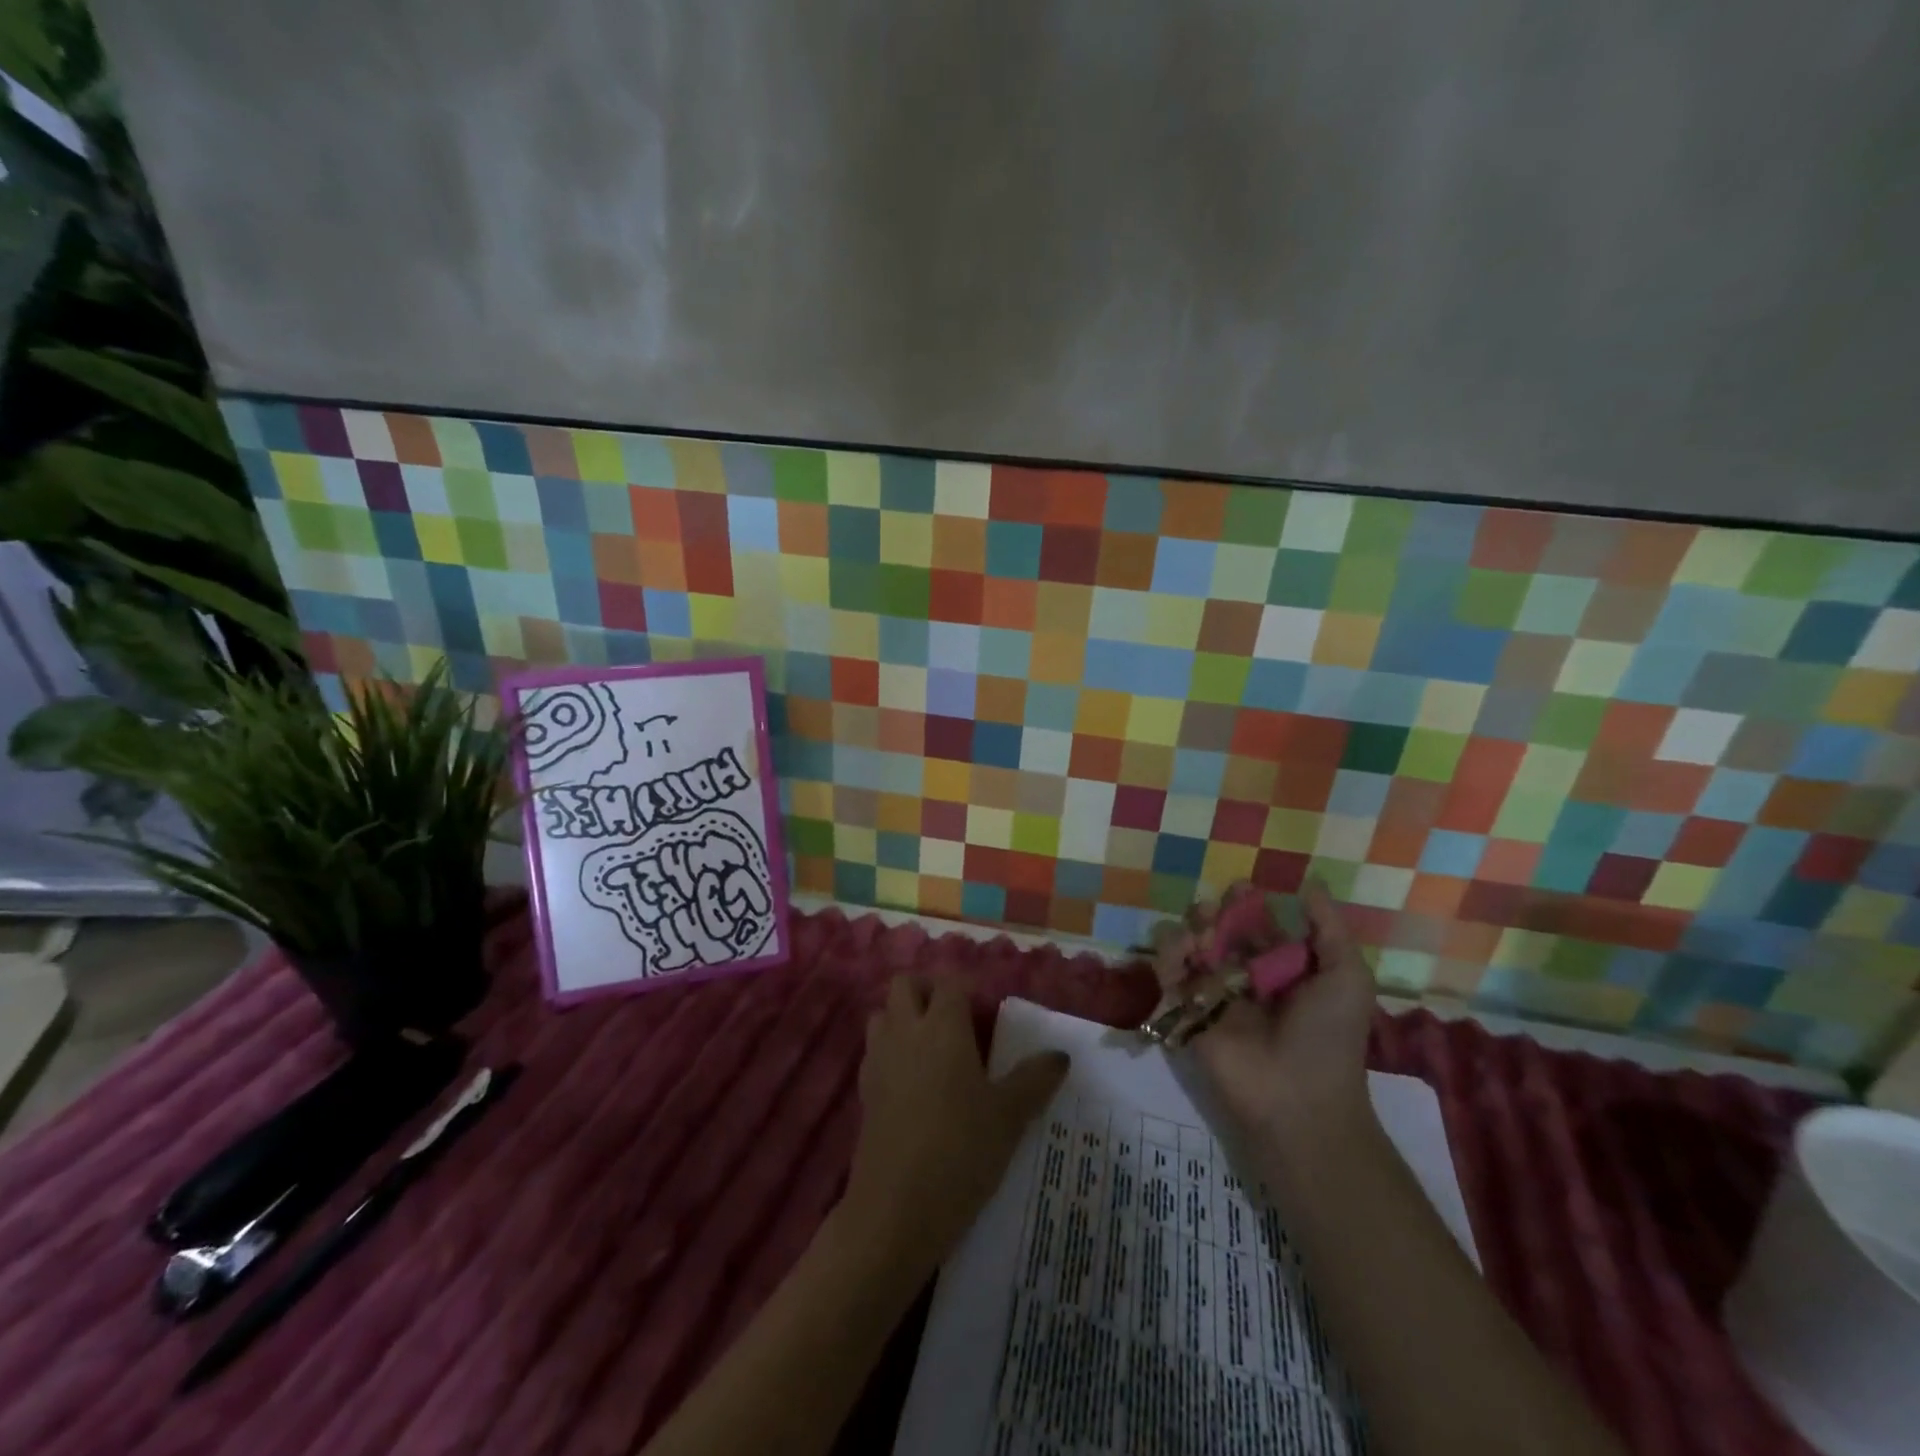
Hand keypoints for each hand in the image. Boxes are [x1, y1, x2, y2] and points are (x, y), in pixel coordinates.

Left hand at [841, 977, 1068, 1273]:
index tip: (986, 1015)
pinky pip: (874, 1052)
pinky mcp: (864, 1092)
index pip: (949, 982)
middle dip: (927, 991)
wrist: (896, 1210)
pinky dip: (890, 1052)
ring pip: (882, 1014)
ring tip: (933, 1049)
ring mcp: (878, 1060)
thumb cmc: (961, 1151)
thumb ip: (1035, 1079)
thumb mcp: (1009, 1117)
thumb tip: (1060, 1054)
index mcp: (942, 1026)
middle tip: (956, 1021)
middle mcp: (906, 1032)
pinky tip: (913, 1085)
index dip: (967, 990)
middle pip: (905, 985)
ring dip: (903, 1019)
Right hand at [1187, 880, 1377, 1153]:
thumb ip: (1329, 928)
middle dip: (1213, 914)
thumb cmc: (1328, 1035)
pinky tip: (1182, 950)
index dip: (1247, 906)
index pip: (1258, 927)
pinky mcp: (1187, 1010)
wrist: (1299, 1097)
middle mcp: (1245, 977)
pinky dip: (1168, 956)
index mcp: (1282, 969)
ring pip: (1190, 947)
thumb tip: (1311, 884)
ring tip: (1201, 935)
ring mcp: (1213, 993)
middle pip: (1219, 932)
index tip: (1240, 888)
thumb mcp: (1346, 977)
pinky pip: (1169, 975)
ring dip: (1190, 931)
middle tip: (1211, 910)